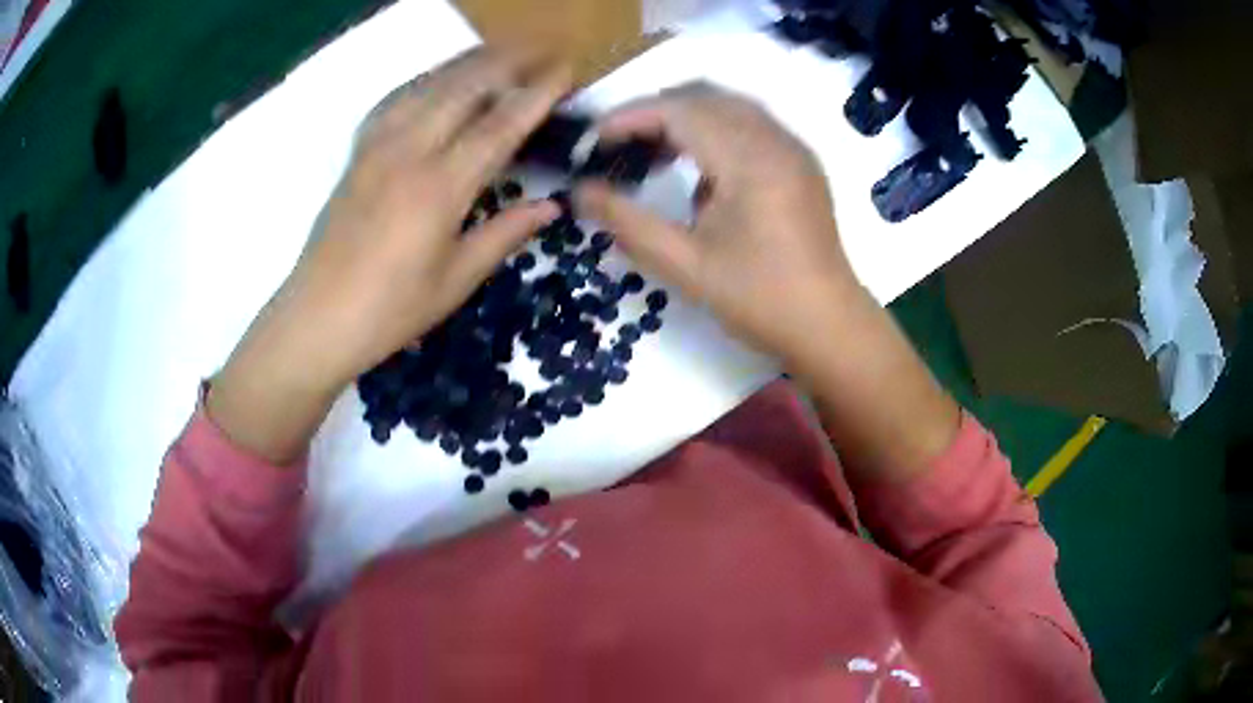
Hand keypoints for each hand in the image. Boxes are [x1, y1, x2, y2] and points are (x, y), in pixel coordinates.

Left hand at [208, 49, 570, 463]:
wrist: (317, 319)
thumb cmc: (390, 311)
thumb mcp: (456, 281)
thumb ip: (504, 234)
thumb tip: (550, 205)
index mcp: (440, 188)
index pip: (500, 124)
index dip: (537, 93)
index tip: (567, 71)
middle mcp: (409, 152)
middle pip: (465, 87)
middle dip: (509, 61)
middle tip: (544, 50)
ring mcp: (378, 147)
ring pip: (429, 84)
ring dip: (470, 62)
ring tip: (502, 52)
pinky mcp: (358, 153)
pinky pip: (395, 100)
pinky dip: (425, 80)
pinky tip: (439, 78)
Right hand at [575, 83, 865, 368]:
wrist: (828, 325)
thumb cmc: (758, 299)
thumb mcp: (685, 265)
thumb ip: (627, 222)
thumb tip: (579, 192)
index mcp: (750, 159)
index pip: (679, 109)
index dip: (630, 117)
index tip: (594, 140)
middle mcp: (775, 138)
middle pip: (704, 95)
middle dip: (654, 112)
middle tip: (617, 147)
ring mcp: (793, 147)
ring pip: (728, 105)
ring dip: (685, 118)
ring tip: (651, 155)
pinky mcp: (801, 161)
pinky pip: (750, 124)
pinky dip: (714, 131)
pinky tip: (699, 172)